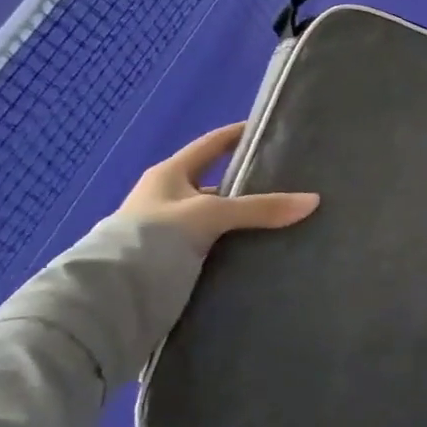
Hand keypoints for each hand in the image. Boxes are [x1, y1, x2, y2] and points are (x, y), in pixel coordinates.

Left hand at [119, 124, 318, 249]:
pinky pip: (214, 246)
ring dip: (243, 220)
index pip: (211, 144)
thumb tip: (314, 200)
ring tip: (284, 220)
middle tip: (290, 182)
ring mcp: (169, 232)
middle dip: (249, 184)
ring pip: (217, 219)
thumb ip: (261, 208)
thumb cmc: (155, 237)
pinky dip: (236, 246)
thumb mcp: (212, 214)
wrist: (112, 298)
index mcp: (170, 174)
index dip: (238, 134)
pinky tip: (262, 250)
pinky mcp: (173, 263)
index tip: (269, 129)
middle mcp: (167, 199)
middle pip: (217, 184)